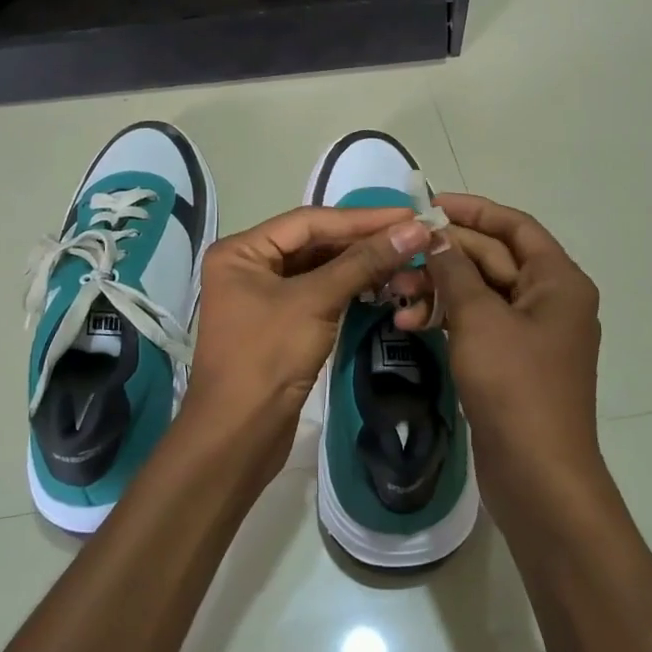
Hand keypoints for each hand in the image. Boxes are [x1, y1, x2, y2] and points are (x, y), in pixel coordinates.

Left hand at [183, 205, 432, 479]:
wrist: (238, 437)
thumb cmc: (267, 358)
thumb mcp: (316, 302)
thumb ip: (364, 262)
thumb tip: (414, 229)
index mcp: (242, 250)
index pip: (310, 221)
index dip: (362, 218)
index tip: (409, 214)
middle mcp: (248, 265)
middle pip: (314, 243)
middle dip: (363, 241)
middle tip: (413, 236)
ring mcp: (262, 296)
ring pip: (319, 269)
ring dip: (360, 265)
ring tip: (405, 258)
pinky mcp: (279, 323)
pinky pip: (318, 293)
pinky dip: (349, 288)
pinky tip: (382, 284)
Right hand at [422, 194, 604, 521]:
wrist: (537, 475)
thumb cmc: (515, 386)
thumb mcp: (479, 318)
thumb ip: (455, 270)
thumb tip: (435, 235)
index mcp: (557, 281)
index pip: (514, 226)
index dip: (472, 211)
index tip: (428, 205)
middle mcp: (549, 300)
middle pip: (492, 259)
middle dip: (444, 256)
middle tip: (398, 255)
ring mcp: (530, 334)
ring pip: (479, 293)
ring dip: (438, 289)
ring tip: (395, 296)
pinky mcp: (510, 361)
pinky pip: (476, 324)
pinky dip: (446, 319)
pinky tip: (410, 323)